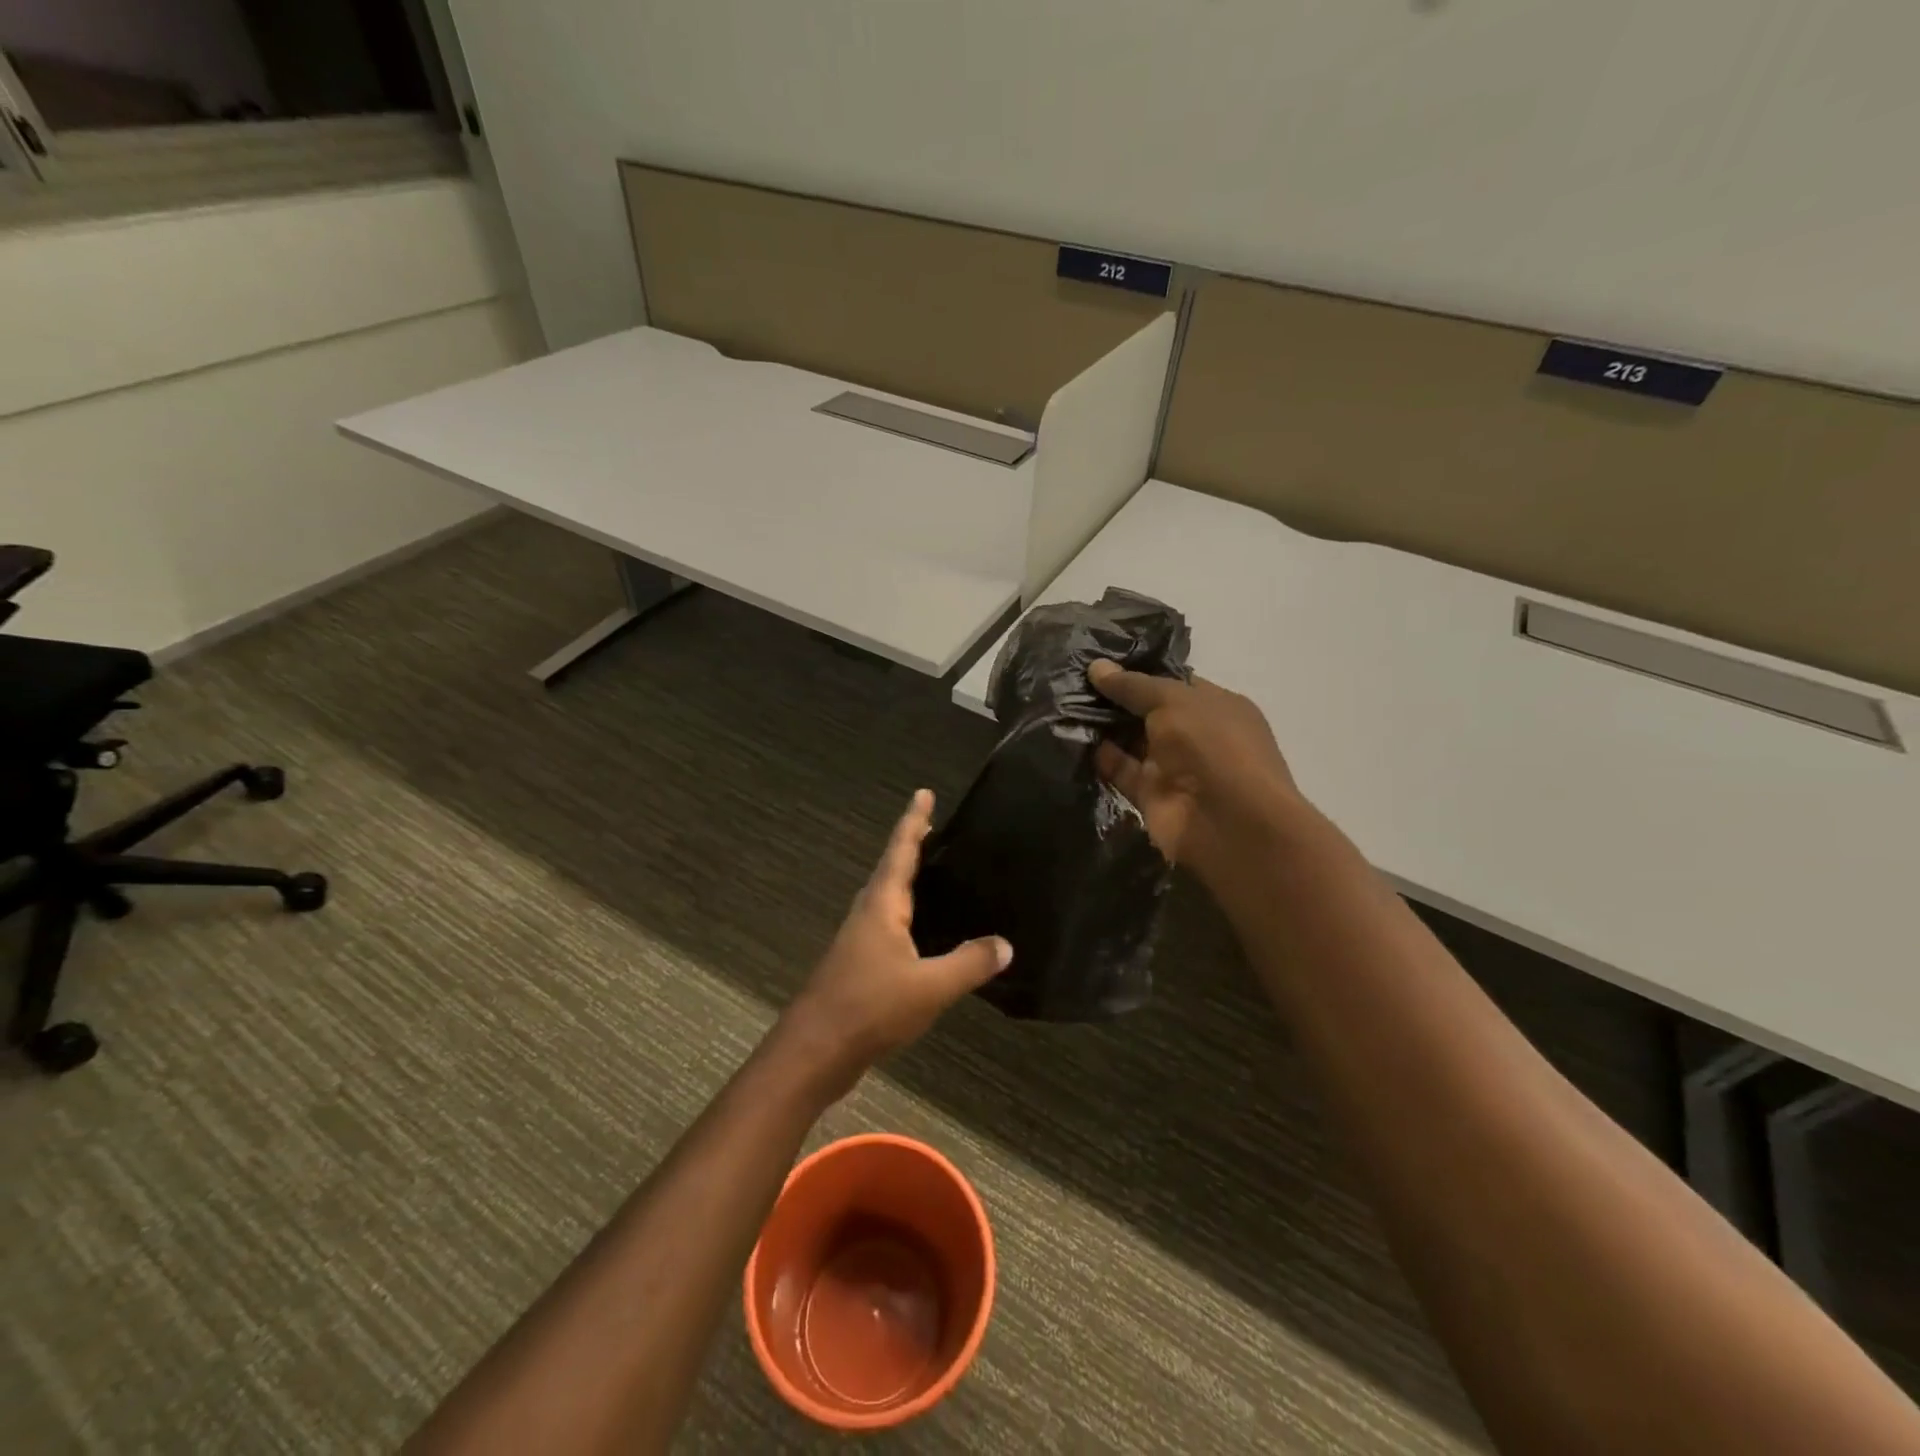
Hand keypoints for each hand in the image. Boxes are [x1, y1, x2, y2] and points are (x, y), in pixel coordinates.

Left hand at [782, 790, 1010, 1087]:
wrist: (814, 1052)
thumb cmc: (870, 1007)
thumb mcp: (929, 986)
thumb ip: (969, 963)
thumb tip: (1005, 944)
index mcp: (882, 905)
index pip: (900, 851)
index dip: (914, 821)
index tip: (924, 793)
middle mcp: (867, 914)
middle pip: (892, 870)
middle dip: (913, 849)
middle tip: (940, 833)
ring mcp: (859, 941)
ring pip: (888, 900)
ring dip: (909, 883)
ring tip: (939, 877)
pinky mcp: (858, 966)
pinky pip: (889, 927)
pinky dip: (909, 917)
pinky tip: (927, 936)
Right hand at [1087, 660, 1301, 887]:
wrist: (1227, 822)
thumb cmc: (1212, 746)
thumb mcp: (1173, 701)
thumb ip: (1133, 686)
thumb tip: (1096, 667)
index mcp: (1215, 705)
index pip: (1173, 683)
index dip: (1139, 672)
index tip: (1100, 662)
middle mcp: (1196, 735)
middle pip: (1149, 712)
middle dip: (1115, 699)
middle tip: (1072, 680)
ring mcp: (1174, 767)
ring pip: (1133, 742)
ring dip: (1103, 727)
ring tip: (1064, 703)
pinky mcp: (1152, 796)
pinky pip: (1122, 771)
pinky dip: (1102, 758)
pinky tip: (1072, 738)